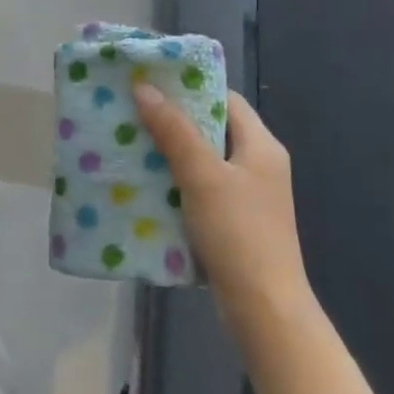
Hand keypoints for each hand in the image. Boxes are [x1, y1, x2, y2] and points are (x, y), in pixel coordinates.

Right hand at [133, 84, 311, 322]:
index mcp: (262, 146)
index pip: (225, 99)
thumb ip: (174, 130)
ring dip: (168, 153)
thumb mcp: (202, 175)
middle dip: (171, 121)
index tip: (150, 83)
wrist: (264, 310)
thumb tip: (144, 87)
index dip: (190, 88)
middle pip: (211, 129)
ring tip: (128, 143)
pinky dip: (174, 183)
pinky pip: (199, 189)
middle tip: (131, 112)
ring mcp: (247, 196)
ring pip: (201, 161)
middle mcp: (258, 165)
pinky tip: (144, 184)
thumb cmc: (239, 233)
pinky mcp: (233, 222)